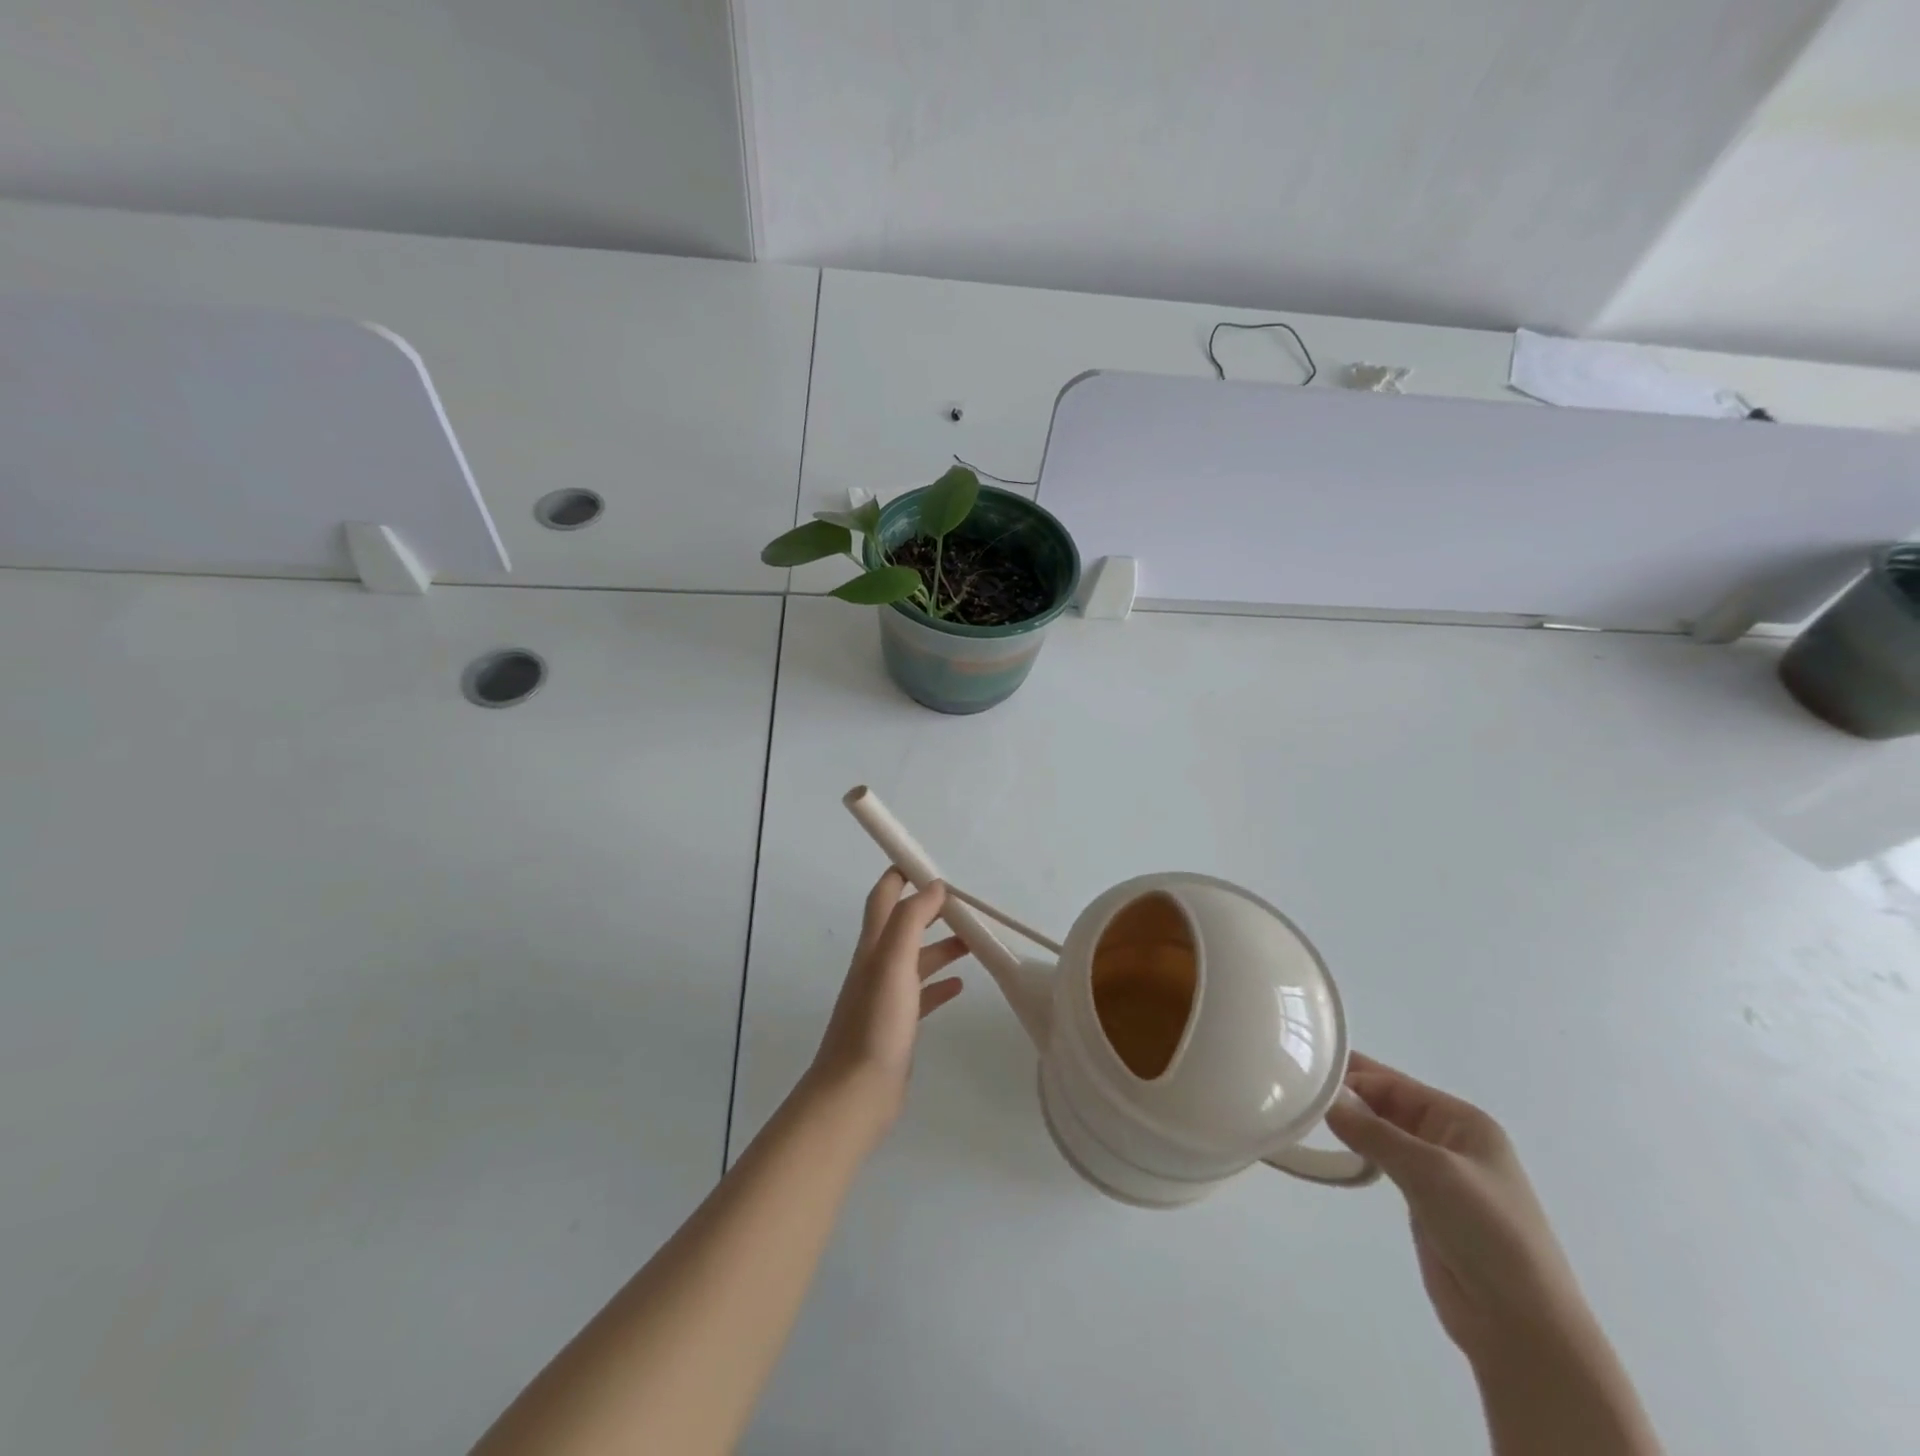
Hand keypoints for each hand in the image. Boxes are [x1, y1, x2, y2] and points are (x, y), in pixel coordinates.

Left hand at [806, 871, 968, 1130]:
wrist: (856, 1094)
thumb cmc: (876, 1023)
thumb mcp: (893, 962)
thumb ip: (911, 920)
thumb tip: (932, 886)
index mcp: (873, 947)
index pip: (882, 897)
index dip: (899, 874)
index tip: (925, 861)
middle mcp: (876, 966)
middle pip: (902, 925)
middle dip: (928, 908)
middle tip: (961, 902)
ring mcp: (886, 997)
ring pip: (916, 959)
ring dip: (940, 945)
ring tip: (973, 941)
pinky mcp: (898, 1025)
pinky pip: (922, 994)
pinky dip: (940, 983)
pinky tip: (960, 985)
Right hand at [1325, 1053, 1588, 1364]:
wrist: (1522, 1326)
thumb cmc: (1487, 1232)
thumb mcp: (1429, 1170)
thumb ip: (1373, 1132)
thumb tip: (1324, 1100)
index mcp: (1463, 1121)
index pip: (1396, 1083)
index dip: (1354, 1076)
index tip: (1306, 1076)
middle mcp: (1450, 1140)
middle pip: (1388, 1104)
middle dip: (1348, 1097)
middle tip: (1296, 1092)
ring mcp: (1438, 1174)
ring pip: (1383, 1134)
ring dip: (1350, 1125)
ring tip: (1304, 1117)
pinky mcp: (1424, 1204)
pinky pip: (1383, 1164)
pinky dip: (1358, 1154)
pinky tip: (1332, 1152)